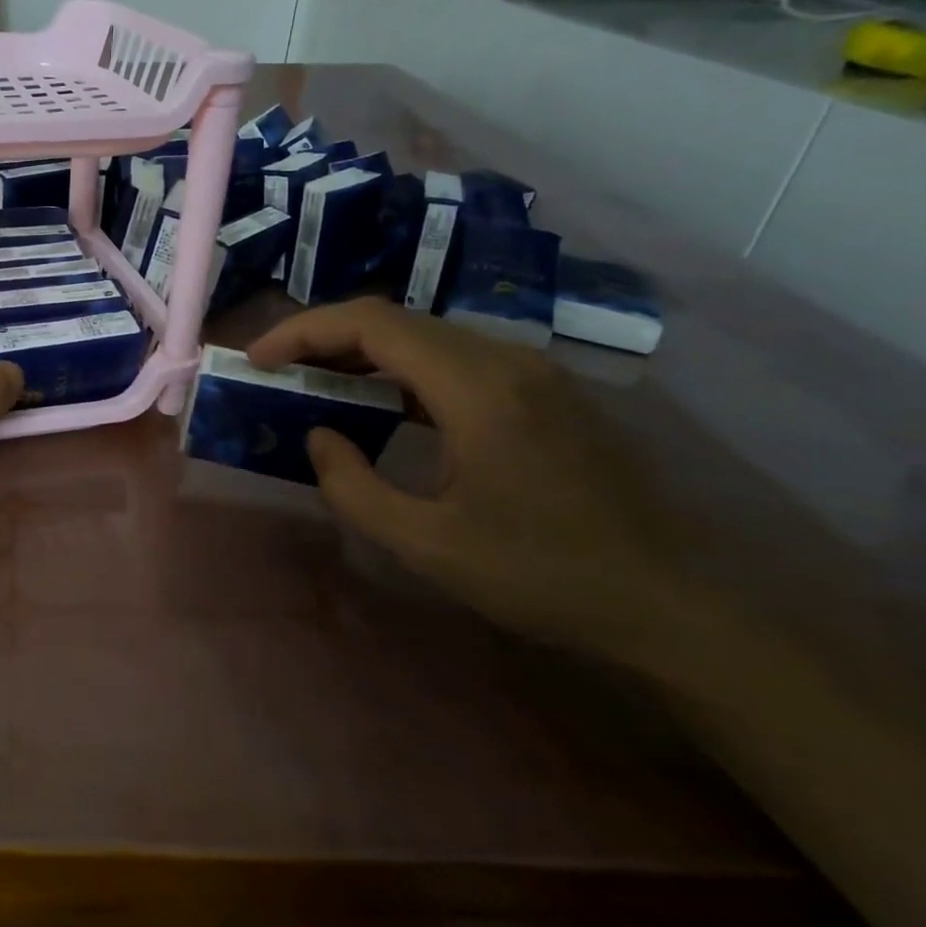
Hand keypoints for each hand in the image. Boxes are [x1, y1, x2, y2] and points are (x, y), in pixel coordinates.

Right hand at [248, 297, 694, 666]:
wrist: (667, 606)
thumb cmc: (541, 576)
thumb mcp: (425, 544)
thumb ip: (352, 486)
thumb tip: (319, 434)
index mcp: (478, 388)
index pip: (371, 324)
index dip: (303, 331)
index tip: (258, 359)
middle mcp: (506, 360)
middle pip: (394, 320)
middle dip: (323, 336)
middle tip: (276, 371)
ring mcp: (531, 371)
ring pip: (424, 335)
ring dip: (361, 351)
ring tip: (314, 382)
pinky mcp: (542, 391)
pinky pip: (453, 358)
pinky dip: (400, 369)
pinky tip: (379, 403)